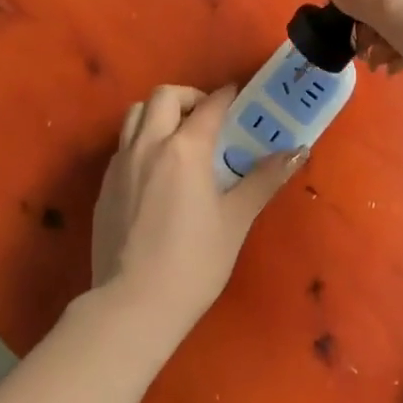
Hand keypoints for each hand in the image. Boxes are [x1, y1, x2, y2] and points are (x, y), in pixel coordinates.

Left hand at [91, 84, 304, 337]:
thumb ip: (264, 180)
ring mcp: (121, 164)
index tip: (238, 96)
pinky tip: (156, 171)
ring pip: (136, 114)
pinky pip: (123, 145)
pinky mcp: (104, 186)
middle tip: (207, 118)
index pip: (209, 105)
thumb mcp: (236, 220)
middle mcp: (149, 145)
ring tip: (178, 137)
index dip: (226, 96)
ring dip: (158, 113)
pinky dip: (142, 140)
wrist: (132, 306)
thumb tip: (297, 152)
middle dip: (188, 97)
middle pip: (164, 96)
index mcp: (185, 148)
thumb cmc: (194, 263)